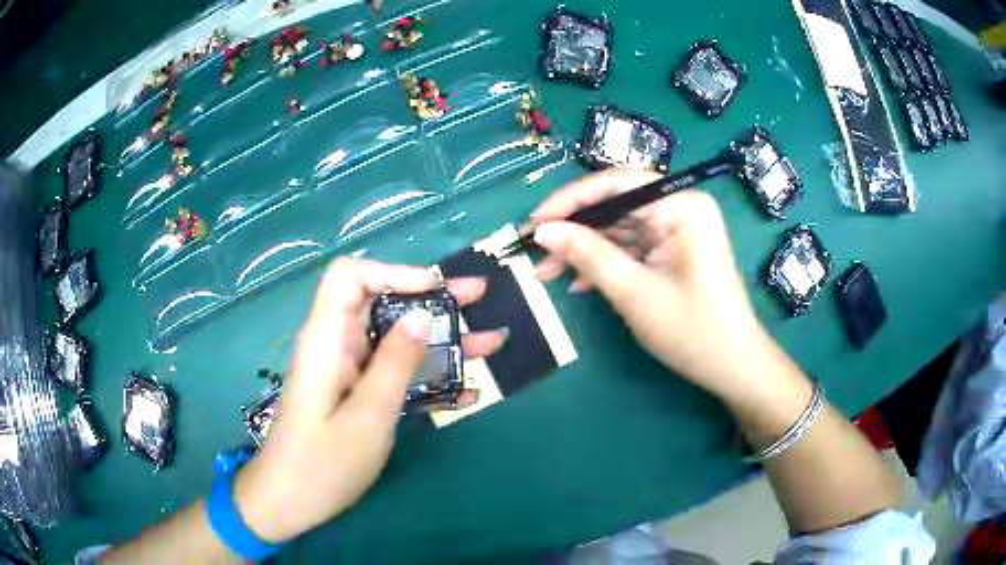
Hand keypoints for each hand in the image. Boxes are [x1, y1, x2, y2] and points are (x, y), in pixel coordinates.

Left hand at [232, 258, 505, 541]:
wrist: (289, 502)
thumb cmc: (322, 465)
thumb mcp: (367, 417)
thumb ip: (394, 364)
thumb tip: (421, 316)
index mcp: (327, 340)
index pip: (350, 277)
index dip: (393, 273)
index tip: (435, 290)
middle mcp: (336, 346)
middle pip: (382, 304)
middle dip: (432, 301)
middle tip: (480, 299)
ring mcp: (347, 372)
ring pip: (394, 340)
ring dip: (440, 341)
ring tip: (490, 343)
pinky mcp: (357, 395)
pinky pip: (394, 374)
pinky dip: (428, 378)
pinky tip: (468, 393)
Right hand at [528, 168, 772, 399]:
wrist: (732, 367)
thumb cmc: (692, 330)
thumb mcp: (634, 292)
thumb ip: (587, 254)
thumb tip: (542, 230)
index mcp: (682, 205)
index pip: (616, 184)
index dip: (570, 200)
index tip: (533, 223)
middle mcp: (681, 207)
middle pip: (616, 205)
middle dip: (574, 230)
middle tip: (534, 253)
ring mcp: (678, 229)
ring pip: (619, 228)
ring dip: (584, 250)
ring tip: (546, 273)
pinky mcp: (674, 250)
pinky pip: (632, 246)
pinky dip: (605, 263)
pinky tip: (577, 283)